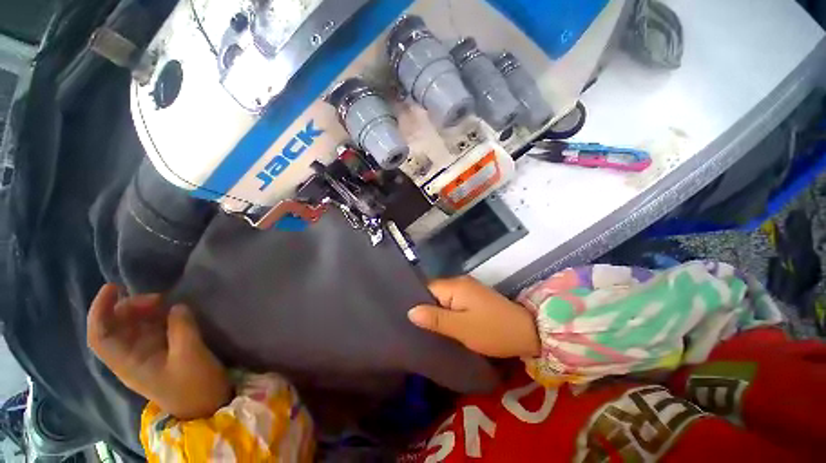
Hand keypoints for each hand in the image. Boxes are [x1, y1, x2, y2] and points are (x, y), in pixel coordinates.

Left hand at [87, 284, 230, 419]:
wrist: (207, 404)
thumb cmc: (194, 385)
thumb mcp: (190, 356)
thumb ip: (182, 328)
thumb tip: (177, 305)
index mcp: (128, 363)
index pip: (100, 335)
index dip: (99, 311)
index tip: (113, 287)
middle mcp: (131, 356)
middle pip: (115, 326)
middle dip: (129, 306)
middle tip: (158, 298)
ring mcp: (146, 353)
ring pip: (133, 325)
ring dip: (144, 309)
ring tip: (165, 302)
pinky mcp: (161, 350)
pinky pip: (151, 327)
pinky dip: (158, 315)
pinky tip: (172, 310)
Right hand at [408, 276, 540, 358]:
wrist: (528, 332)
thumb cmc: (493, 330)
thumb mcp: (462, 328)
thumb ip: (436, 319)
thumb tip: (410, 311)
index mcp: (455, 286)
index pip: (427, 288)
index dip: (416, 301)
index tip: (408, 319)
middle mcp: (460, 282)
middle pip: (434, 292)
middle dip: (426, 308)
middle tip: (417, 328)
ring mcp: (468, 289)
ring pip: (443, 298)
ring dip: (437, 312)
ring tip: (427, 329)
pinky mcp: (474, 298)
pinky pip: (453, 302)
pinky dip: (447, 312)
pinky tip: (444, 325)